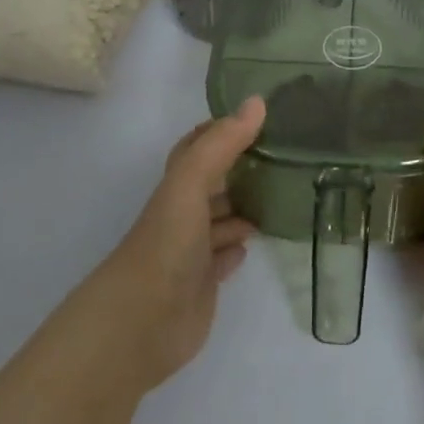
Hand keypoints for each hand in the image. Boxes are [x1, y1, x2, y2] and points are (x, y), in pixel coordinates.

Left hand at [85, 97, 264, 392]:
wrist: (143, 322)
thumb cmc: (166, 243)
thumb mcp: (191, 183)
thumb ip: (222, 143)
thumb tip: (257, 101)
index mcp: (177, 187)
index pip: (197, 148)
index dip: (220, 131)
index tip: (255, 117)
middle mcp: (184, 214)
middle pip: (212, 184)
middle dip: (240, 169)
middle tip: (280, 155)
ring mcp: (193, 250)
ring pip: (221, 220)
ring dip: (244, 208)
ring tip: (279, 195)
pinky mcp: (203, 283)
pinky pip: (224, 258)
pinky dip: (238, 247)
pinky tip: (254, 241)